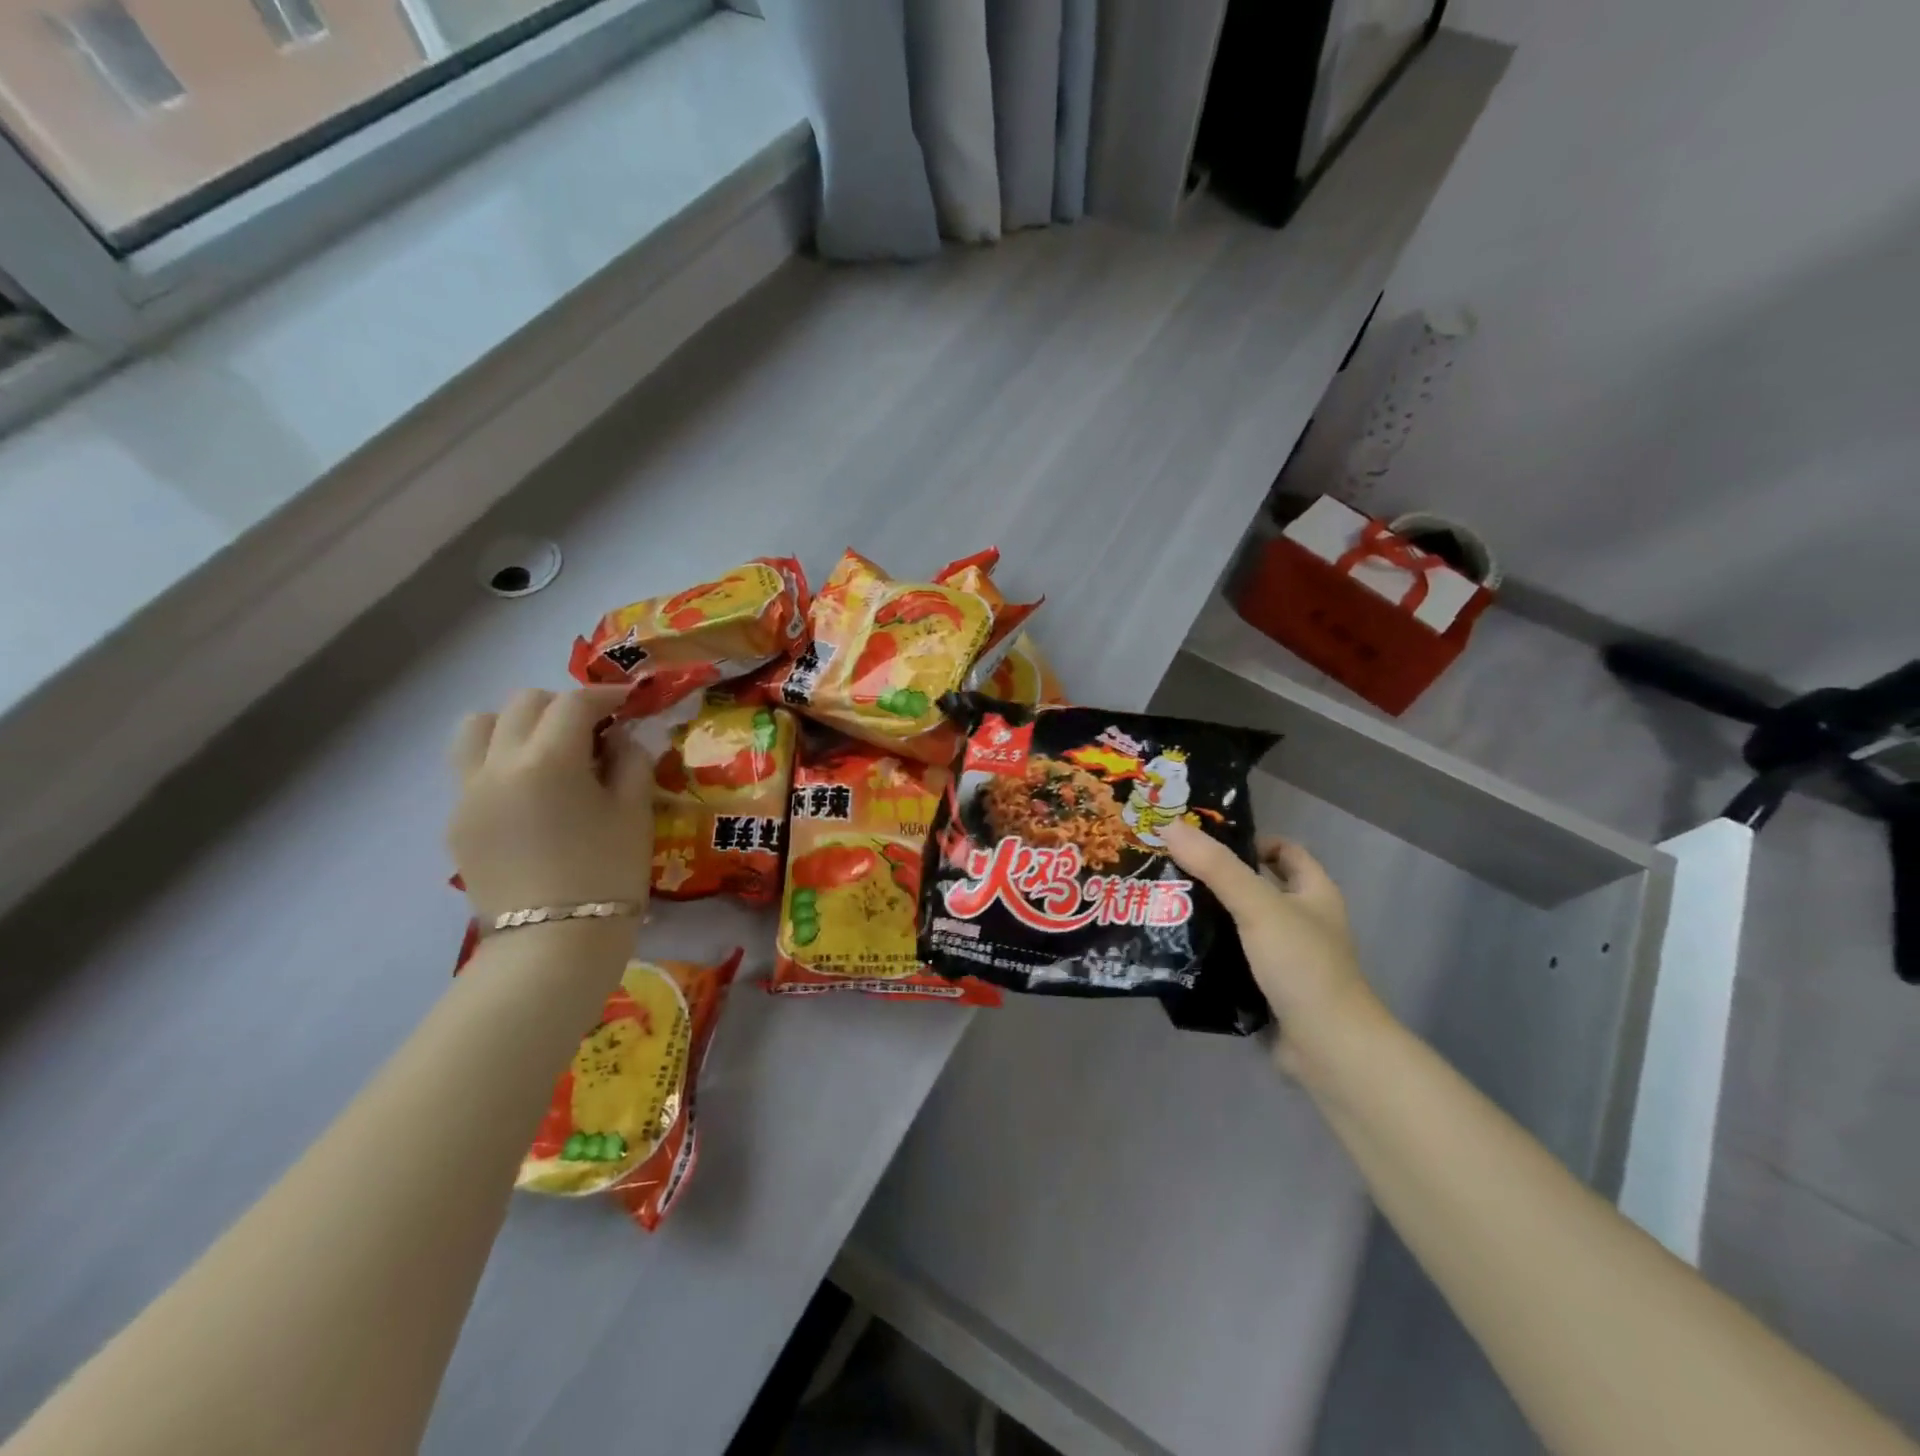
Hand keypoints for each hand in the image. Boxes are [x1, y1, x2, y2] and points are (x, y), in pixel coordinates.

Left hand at [447, 687, 654, 923]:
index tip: (629, 702)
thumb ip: (631, 762)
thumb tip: (620, 740)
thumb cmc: (608, 875)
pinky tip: (532, 793)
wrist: (553, 945)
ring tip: (549, 751)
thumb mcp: (635, 813)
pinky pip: (471, 768)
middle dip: (562, 706)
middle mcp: (498, 765)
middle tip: (594, 731)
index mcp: (548, 760)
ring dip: (517, 724)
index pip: (574, 703)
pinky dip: (501, 760)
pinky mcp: (458, 822)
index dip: (606, 695)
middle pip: (523, 703)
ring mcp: (468, 793)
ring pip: (478, 727)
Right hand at [1161, 820, 1388, 1079]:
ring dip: (1209, 917)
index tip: (1204, 842)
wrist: (1329, 1048)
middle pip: (1256, 886)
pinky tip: (1177, 949)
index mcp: (1313, 893)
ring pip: (1241, 925)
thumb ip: (1216, 867)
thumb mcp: (1258, 906)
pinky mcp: (1269, 989)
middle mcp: (1303, 921)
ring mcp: (1287, 958)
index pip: (1284, 851)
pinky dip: (1210, 953)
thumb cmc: (1302, 965)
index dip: (1250, 841)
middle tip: (1170, 870)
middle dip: (1216, 878)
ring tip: (1164, 905)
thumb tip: (1171, 825)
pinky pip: (1234, 960)